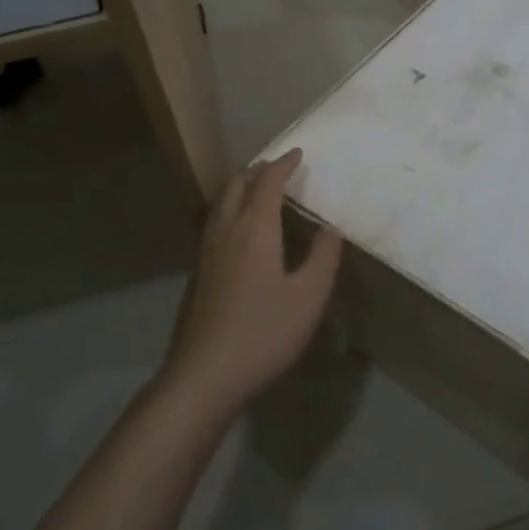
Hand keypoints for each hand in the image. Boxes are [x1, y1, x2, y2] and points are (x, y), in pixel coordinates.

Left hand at [161, 148, 343, 421]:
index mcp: (254, 228)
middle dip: (259, 170)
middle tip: (280, 168)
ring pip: (222, 203)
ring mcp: (206, 252)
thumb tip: (329, 228)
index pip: (268, 182)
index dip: (284, 164)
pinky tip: (243, 231)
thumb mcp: (308, 296)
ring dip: (243, 188)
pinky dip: (233, 208)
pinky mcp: (199, 273)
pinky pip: (216, 222)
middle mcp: (226, 230)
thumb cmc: (263, 332)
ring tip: (262, 191)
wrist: (203, 376)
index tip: (298, 153)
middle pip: (238, 185)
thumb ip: (323, 257)